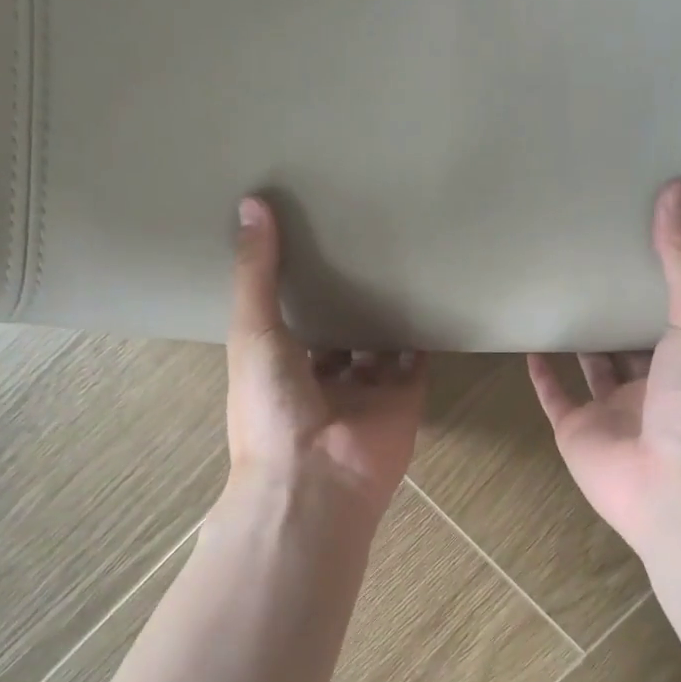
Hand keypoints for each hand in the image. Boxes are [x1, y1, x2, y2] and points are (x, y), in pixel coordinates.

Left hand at [224, 197, 426, 520]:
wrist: (317, 477)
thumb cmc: (272, 406)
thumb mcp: (254, 331)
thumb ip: (255, 272)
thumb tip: (250, 204)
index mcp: (280, 365)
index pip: (291, 318)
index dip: (298, 283)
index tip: (310, 238)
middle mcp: (323, 377)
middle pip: (338, 329)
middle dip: (347, 295)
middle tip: (362, 241)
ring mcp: (367, 389)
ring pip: (379, 342)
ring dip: (386, 311)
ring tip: (400, 258)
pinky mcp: (405, 397)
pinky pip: (417, 360)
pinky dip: (424, 333)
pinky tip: (431, 293)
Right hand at [529, 179, 680, 553]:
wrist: (676, 488)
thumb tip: (677, 188)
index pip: (676, 312)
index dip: (661, 279)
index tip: (641, 237)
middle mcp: (654, 386)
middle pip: (632, 340)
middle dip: (617, 306)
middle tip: (591, 259)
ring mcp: (613, 411)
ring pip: (593, 367)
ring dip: (580, 336)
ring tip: (558, 293)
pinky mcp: (577, 431)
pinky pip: (556, 396)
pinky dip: (543, 373)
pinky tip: (530, 341)